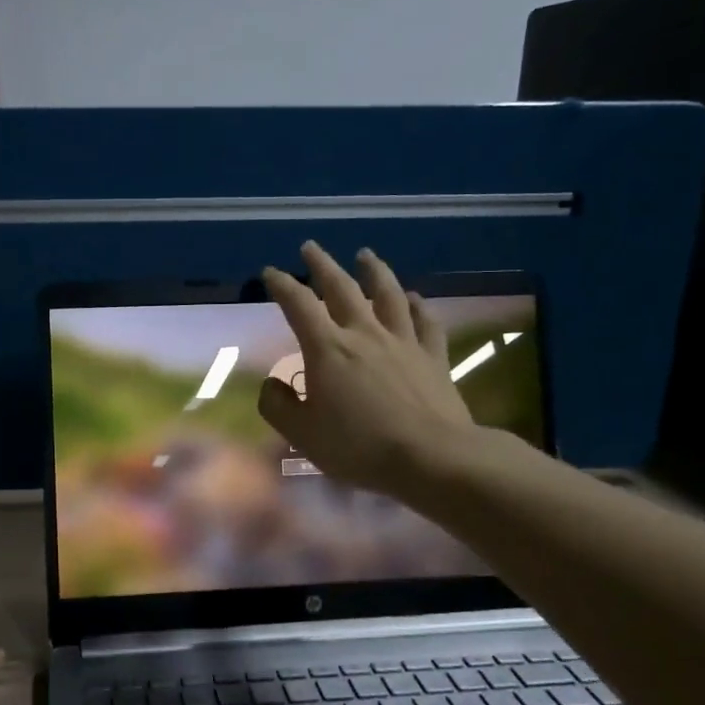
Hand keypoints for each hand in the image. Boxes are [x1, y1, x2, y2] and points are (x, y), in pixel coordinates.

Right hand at [258, 242, 485, 496]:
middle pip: (341, 288)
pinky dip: (418, 306)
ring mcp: (403, 342)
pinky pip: (426, 322)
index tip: (271, 272)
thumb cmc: (359, 446)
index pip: (299, 305)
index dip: (282, 285)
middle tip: (311, 247)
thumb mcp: (302, 434)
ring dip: (374, 271)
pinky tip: (415, 298)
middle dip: (322, 265)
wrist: (432, 457)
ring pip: (387, 295)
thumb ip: (277, 406)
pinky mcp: (433, 357)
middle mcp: (364, 333)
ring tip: (365, 254)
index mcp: (328, 348)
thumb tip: (271, 384)